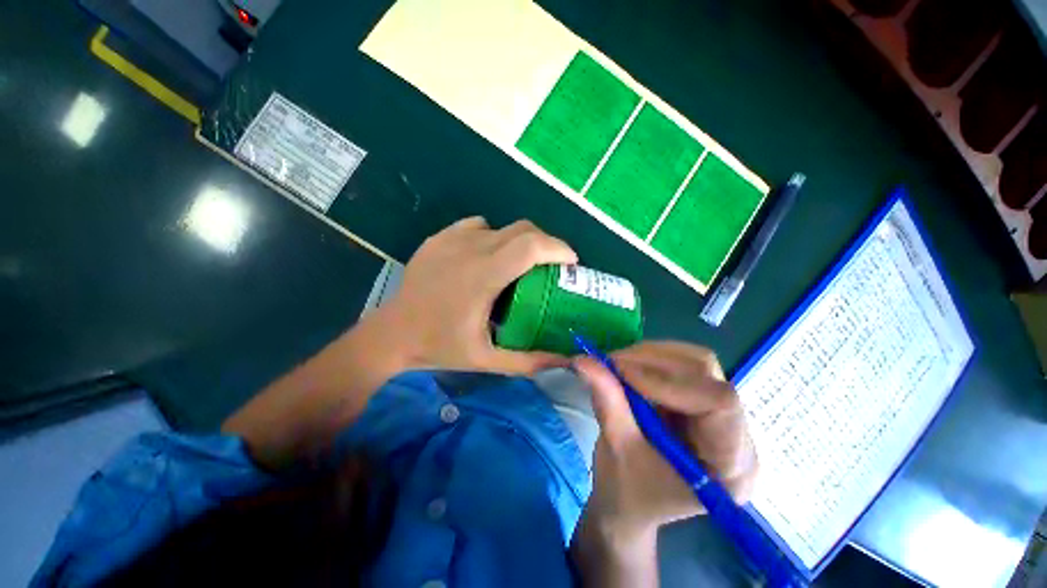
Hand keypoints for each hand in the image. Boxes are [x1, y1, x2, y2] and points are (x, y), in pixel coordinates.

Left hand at [224, 217, 575, 468]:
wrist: (392, 334)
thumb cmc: (440, 346)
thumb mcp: (488, 360)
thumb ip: (530, 361)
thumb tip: (566, 360)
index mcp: (483, 276)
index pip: (531, 246)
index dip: (558, 248)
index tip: (571, 263)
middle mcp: (470, 248)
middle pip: (523, 229)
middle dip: (546, 244)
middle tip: (552, 267)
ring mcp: (452, 239)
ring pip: (503, 227)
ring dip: (521, 241)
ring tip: (521, 265)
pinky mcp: (440, 237)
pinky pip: (479, 226)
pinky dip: (494, 237)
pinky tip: (488, 259)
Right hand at [571, 342, 756, 586]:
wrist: (630, 505)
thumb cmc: (627, 492)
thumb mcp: (616, 447)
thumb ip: (606, 400)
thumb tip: (584, 359)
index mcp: (731, 467)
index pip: (719, 403)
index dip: (668, 380)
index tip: (622, 373)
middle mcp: (738, 435)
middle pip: (707, 373)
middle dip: (653, 361)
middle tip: (611, 362)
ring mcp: (723, 415)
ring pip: (695, 362)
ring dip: (650, 356)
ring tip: (617, 364)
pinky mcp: (702, 401)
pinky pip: (683, 365)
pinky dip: (650, 359)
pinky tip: (629, 367)